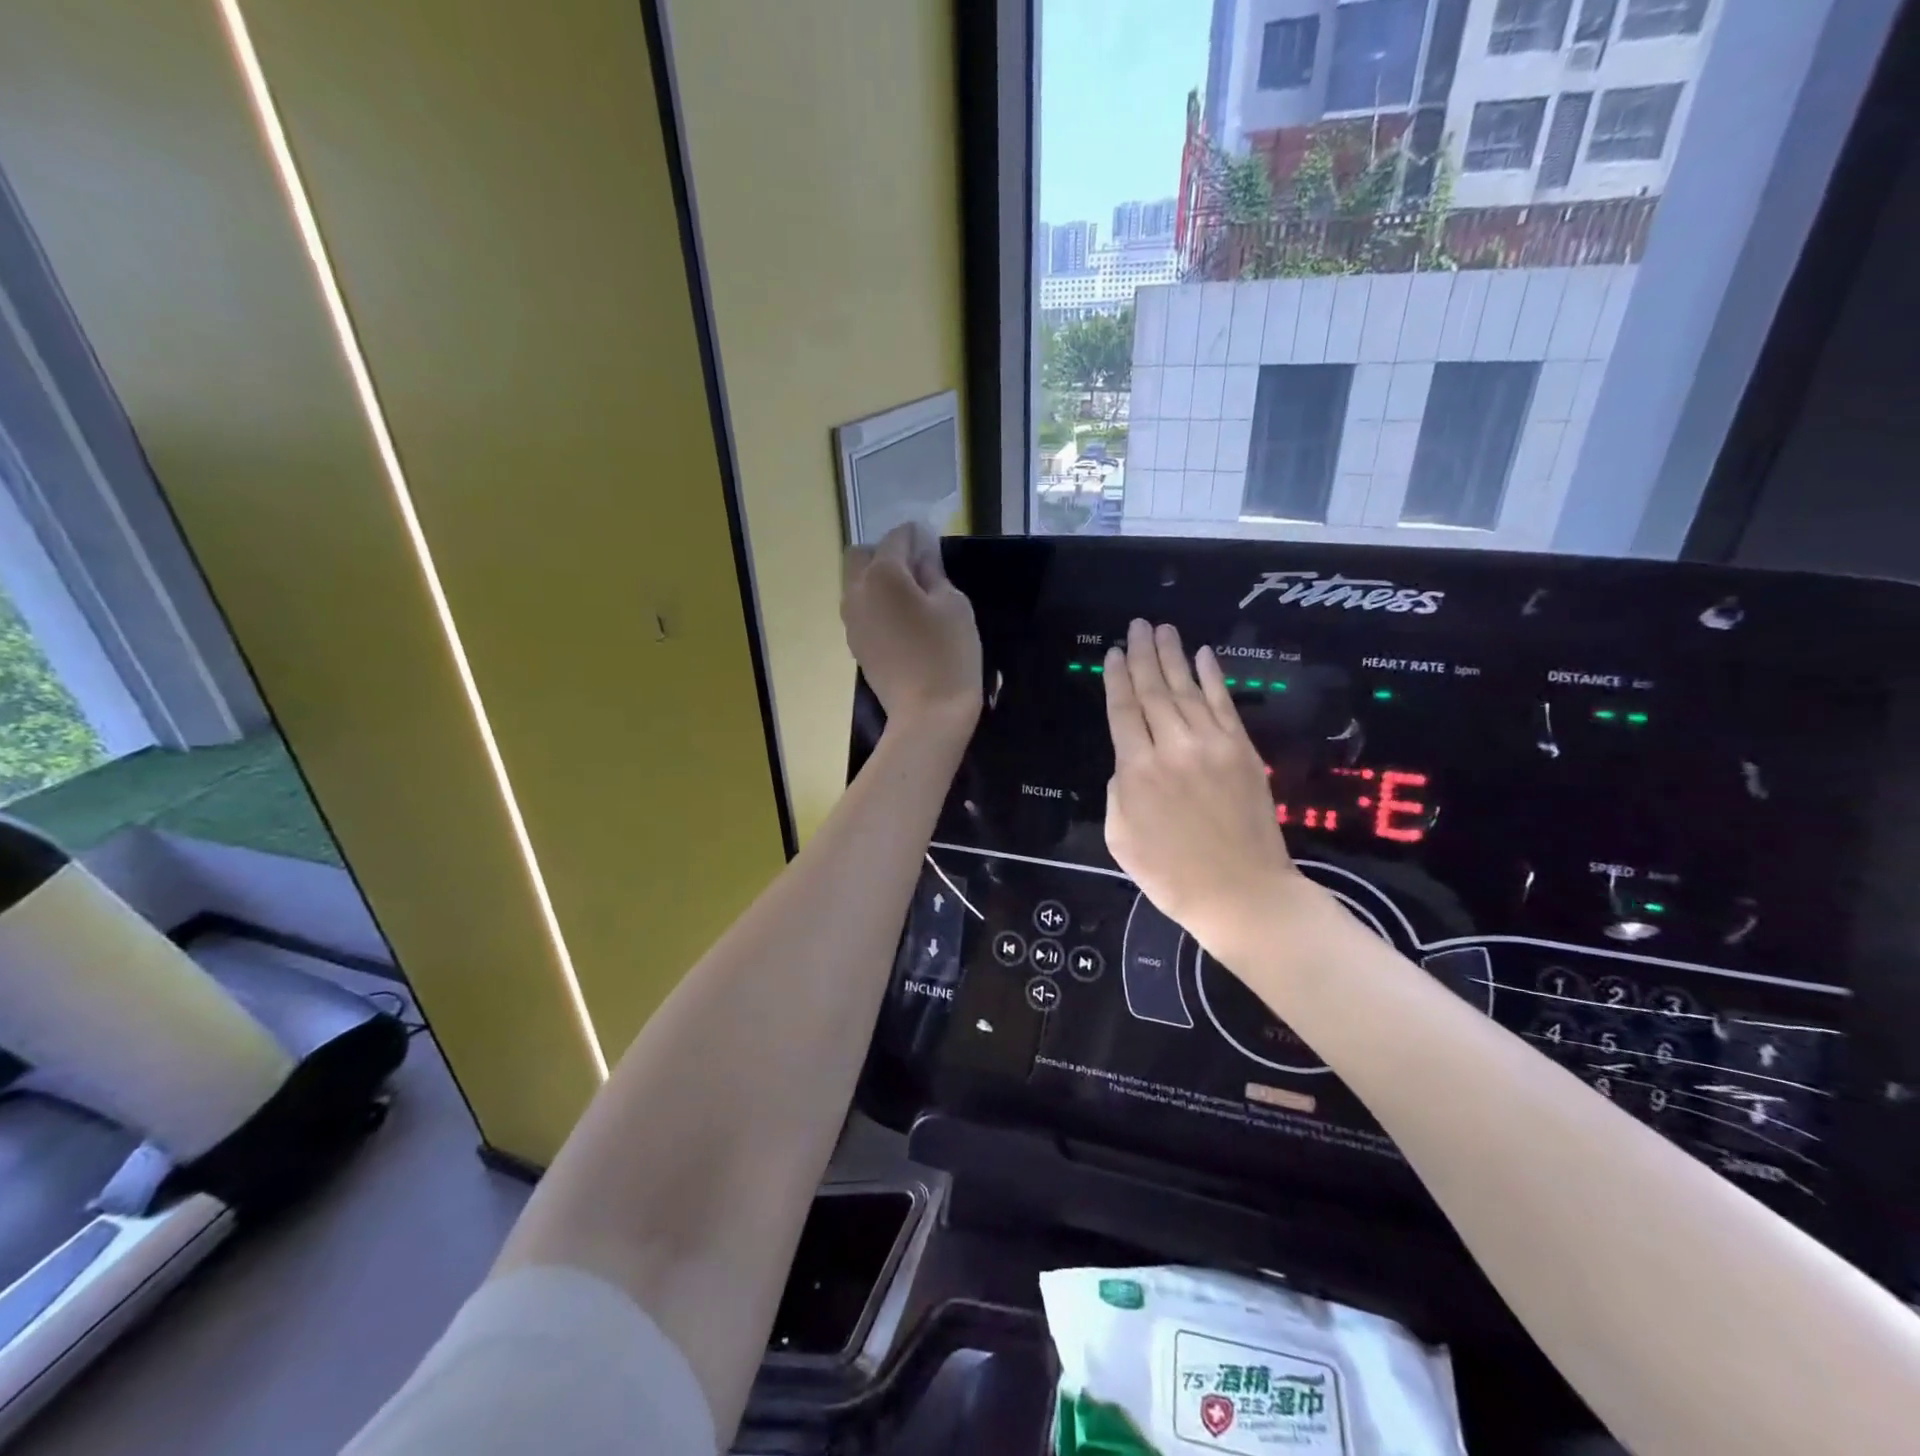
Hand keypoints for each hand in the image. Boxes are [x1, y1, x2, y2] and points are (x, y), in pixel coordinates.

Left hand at [842, 523, 981, 733]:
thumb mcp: (954, 605)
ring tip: (912, 598)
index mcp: (882, 575)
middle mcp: (856, 592)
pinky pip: (861, 610)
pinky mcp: (855, 644)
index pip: (896, 538)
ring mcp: (851, 621)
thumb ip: (934, 573)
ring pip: (856, 584)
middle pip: (861, 555)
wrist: (928, 715)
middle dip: (887, 553)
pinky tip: (902, 622)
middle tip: (918, 570)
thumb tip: (922, 556)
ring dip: (878, 580)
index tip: (934, 543)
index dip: (917, 536)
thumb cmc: (948, 655)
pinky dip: (876, 605)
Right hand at [1103, 620, 1308, 952]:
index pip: (1123, 711)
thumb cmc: (1171, 874)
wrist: (1241, 894)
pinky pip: (1225, 704)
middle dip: (1142, 655)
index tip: (1112, 652)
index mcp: (1137, 770)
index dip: (1116, 678)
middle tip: (1136, 625)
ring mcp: (1213, 745)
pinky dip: (1213, 677)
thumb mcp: (1120, 838)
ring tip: (1162, 629)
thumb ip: (1119, 791)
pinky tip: (1204, 655)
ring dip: (1173, 657)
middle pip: (1153, 691)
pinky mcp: (1243, 751)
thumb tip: (1130, 764)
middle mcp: (1173, 747)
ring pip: (1187, 690)